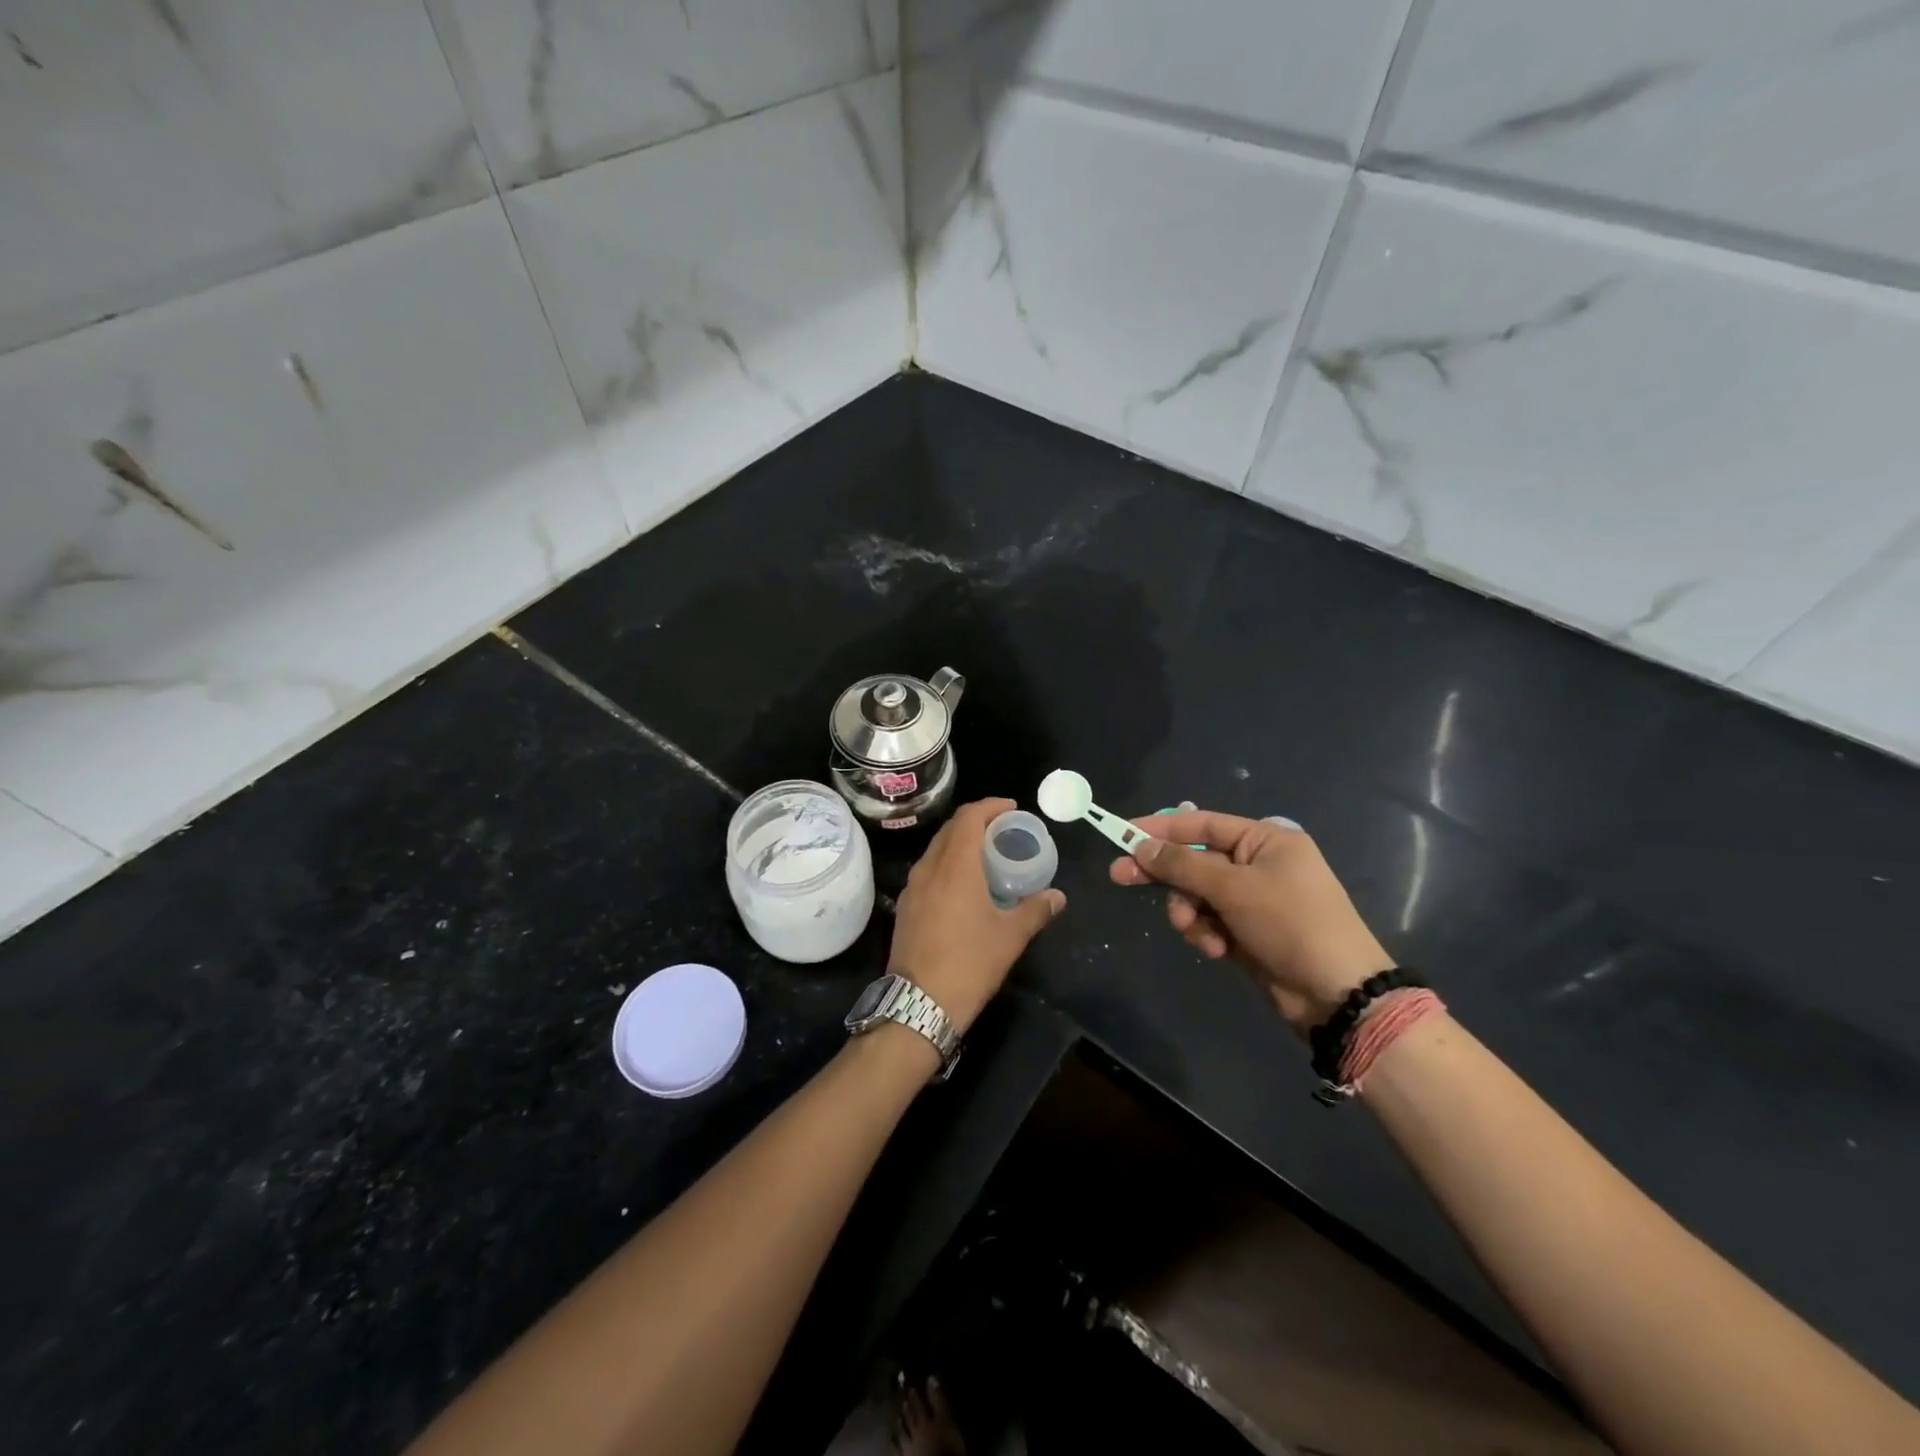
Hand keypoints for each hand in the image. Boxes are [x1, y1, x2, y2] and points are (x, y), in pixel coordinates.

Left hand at [890, 798, 1065, 1033]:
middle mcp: (929, 868)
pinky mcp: (905, 906)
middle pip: (951, 829)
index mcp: (955, 866)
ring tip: (985, 854)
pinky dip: (947, 863)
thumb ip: (1036, 910)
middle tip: (1003, 830)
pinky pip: (927, 870)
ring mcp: (912, 887)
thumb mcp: (1010, 937)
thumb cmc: (969, 964)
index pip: (969, 818)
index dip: (990, 807)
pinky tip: (963, 884)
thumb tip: (1058, 896)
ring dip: (960, 842)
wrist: (918, 1004)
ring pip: (936, 849)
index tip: (1011, 809)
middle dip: (977, 822)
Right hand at [1109, 810, 1391, 1032]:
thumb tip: (1141, 846)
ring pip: (1196, 894)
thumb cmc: (1291, 924)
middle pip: (1195, 860)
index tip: (1123, 833)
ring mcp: (1252, 899)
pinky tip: (1218, 950)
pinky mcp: (1246, 930)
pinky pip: (1208, 921)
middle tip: (1120, 877)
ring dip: (1190, 913)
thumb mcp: (1234, 888)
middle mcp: (1257, 863)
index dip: (1160, 828)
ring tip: (1201, 934)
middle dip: (1165, 875)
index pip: (1201, 824)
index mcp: (1265, 840)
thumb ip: (1183, 865)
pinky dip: (1206, 933)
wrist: (1336, 994)